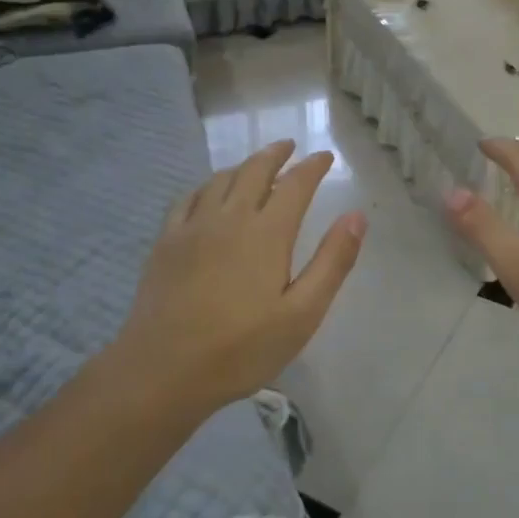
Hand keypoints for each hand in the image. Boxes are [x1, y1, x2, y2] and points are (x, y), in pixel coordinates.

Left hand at [109, 140, 365, 417]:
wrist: (162, 371)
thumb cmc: (241, 348)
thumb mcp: (302, 313)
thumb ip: (332, 261)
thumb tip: (356, 216)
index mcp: (267, 233)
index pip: (295, 184)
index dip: (312, 167)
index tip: (325, 157)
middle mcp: (229, 217)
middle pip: (254, 170)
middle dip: (275, 154)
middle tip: (289, 146)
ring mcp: (192, 227)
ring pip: (220, 179)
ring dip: (243, 166)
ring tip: (255, 166)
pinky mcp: (166, 242)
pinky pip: (188, 198)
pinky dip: (207, 185)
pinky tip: (208, 193)